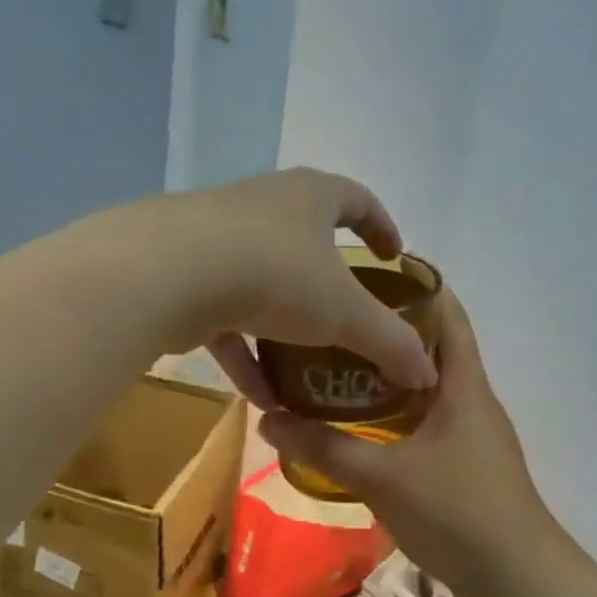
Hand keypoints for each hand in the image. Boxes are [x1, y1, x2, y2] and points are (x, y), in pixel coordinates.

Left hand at [160, 168, 437, 397]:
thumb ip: (390, 342)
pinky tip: (262, 400)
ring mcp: (218, 240)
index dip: (381, 227)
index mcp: (309, 196)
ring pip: (262, 287)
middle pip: (305, 242)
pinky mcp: (185, 276)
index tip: (392, 257)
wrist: (169, 273)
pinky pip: (227, 319)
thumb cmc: (276, 274)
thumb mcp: (345, 313)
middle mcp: (263, 207)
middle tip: (348, 318)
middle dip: (327, 284)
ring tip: (304, 376)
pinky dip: (246, 355)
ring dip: (284, 333)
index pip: (356, 200)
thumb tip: (428, 374)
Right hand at [257, 288, 563, 596]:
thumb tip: (267, 418)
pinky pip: (425, 425)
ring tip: (335, 368)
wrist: (517, 581)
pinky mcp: (464, 467)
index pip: (447, 313)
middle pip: (432, 349)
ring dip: (388, 377)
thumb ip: (324, 447)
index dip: (416, 285)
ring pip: (426, 390)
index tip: (368, 272)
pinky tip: (358, 428)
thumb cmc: (458, 512)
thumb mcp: (382, 477)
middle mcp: (471, 401)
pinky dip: (394, 416)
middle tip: (333, 322)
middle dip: (387, 331)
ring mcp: (470, 436)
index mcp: (463, 385)